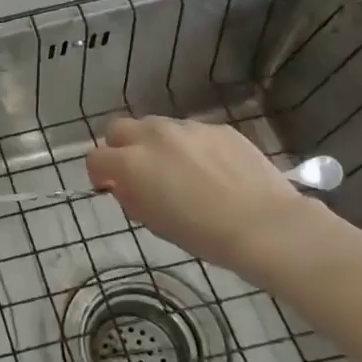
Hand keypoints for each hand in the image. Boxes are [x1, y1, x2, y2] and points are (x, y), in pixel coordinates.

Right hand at [85, 116, 318, 273]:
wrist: (266, 226)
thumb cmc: (204, 234)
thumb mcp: (155, 223)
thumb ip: (132, 198)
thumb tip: (125, 186)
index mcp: (132, 163)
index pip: (96, 157)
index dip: (98, 172)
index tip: (109, 186)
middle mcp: (154, 136)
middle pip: (119, 128)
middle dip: (120, 147)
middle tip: (136, 170)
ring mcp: (188, 128)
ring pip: (157, 126)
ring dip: (156, 143)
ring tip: (178, 169)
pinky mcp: (218, 128)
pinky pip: (192, 132)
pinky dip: (190, 146)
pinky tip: (211, 169)